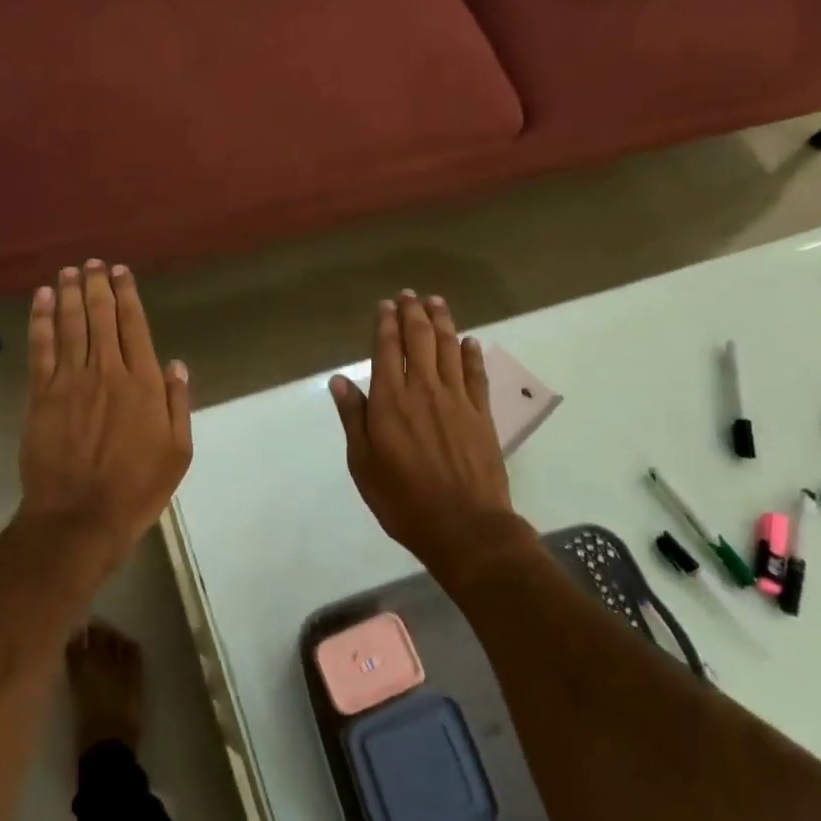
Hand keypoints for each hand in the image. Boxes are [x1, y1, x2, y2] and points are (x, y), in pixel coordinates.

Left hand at [18, 260, 191, 563]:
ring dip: (70, 293)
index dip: (127, 295)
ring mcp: (71, 381)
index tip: (120, 272)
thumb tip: (175, 364)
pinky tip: (43, 299)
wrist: (80, 517)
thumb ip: (177, 404)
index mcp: (143, 384)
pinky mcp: (41, 395)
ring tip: (69, 271)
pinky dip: (42, 320)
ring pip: (71, 325)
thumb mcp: (177, 453)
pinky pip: (41, 348)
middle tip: (92, 263)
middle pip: (100, 317)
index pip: (134, 326)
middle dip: (97, 285)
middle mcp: (107, 371)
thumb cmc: (136, 489)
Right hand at [329, 292, 511, 564]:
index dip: (386, 324)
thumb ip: (354, 417)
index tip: (385, 305)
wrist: (464, 526)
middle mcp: (424, 390)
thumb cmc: (403, 499)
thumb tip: (339, 380)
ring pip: (449, 348)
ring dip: (442, 322)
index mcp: (391, 401)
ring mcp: (457, 399)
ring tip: (436, 302)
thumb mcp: (363, 463)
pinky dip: (472, 353)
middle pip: (420, 340)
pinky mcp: (481, 414)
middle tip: (409, 294)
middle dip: (413, 313)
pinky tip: (470, 341)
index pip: (386, 349)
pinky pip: (476, 374)